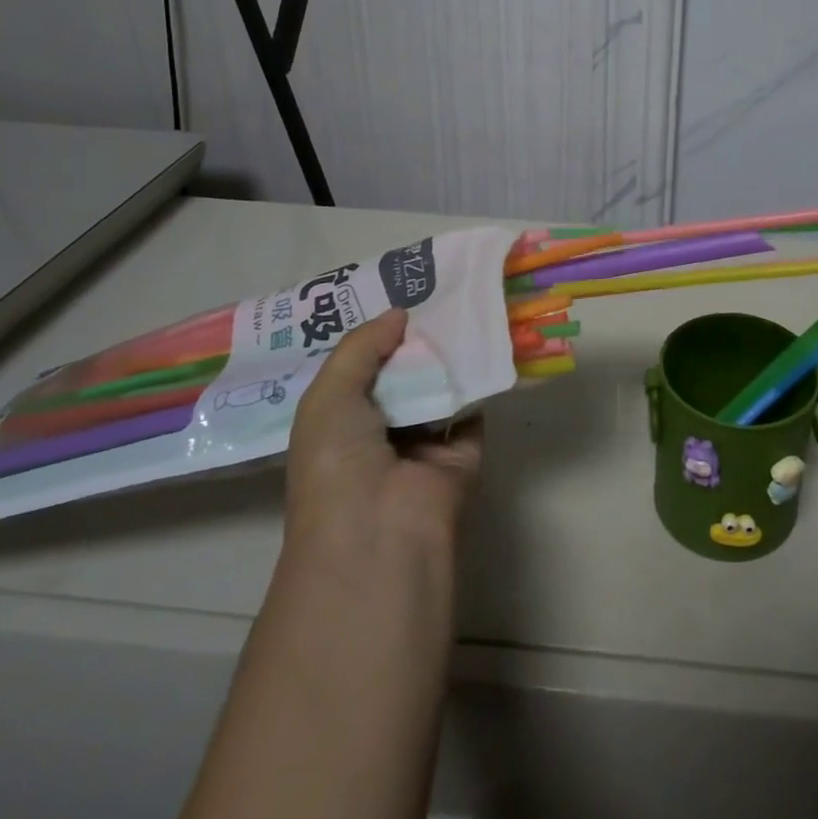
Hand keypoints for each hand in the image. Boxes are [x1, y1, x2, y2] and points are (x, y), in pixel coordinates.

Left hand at [285, 308, 482, 561]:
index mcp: (340, 421)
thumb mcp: (328, 396)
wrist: (380, 529)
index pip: (360, 368)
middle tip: (440, 289)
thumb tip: (400, 313)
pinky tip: (489, 339)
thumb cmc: (337, 461)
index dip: (376, 334)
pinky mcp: (463, 451)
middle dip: (418, 338)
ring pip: (440, 386)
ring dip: (451, 354)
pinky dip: (481, 379)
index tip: (397, 293)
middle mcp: (381, 429)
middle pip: (404, 373)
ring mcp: (425, 442)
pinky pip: (474, 407)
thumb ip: (361, 347)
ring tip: (468, 302)